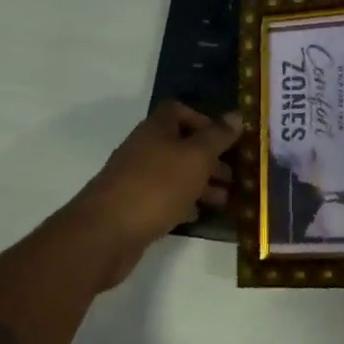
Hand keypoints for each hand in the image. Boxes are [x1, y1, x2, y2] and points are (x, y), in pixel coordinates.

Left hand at [64, 102, 242, 289]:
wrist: (106, 233)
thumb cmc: (156, 186)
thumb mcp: (195, 157)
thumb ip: (218, 137)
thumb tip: (237, 115)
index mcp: (156, 130)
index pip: (178, 111)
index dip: (203, 120)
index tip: (225, 139)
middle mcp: (144, 149)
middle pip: (180, 145)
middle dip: (209, 158)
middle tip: (233, 176)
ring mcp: (136, 179)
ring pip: (175, 174)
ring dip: (201, 183)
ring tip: (225, 200)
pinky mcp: (133, 207)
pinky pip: (164, 198)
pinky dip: (183, 204)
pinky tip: (197, 216)